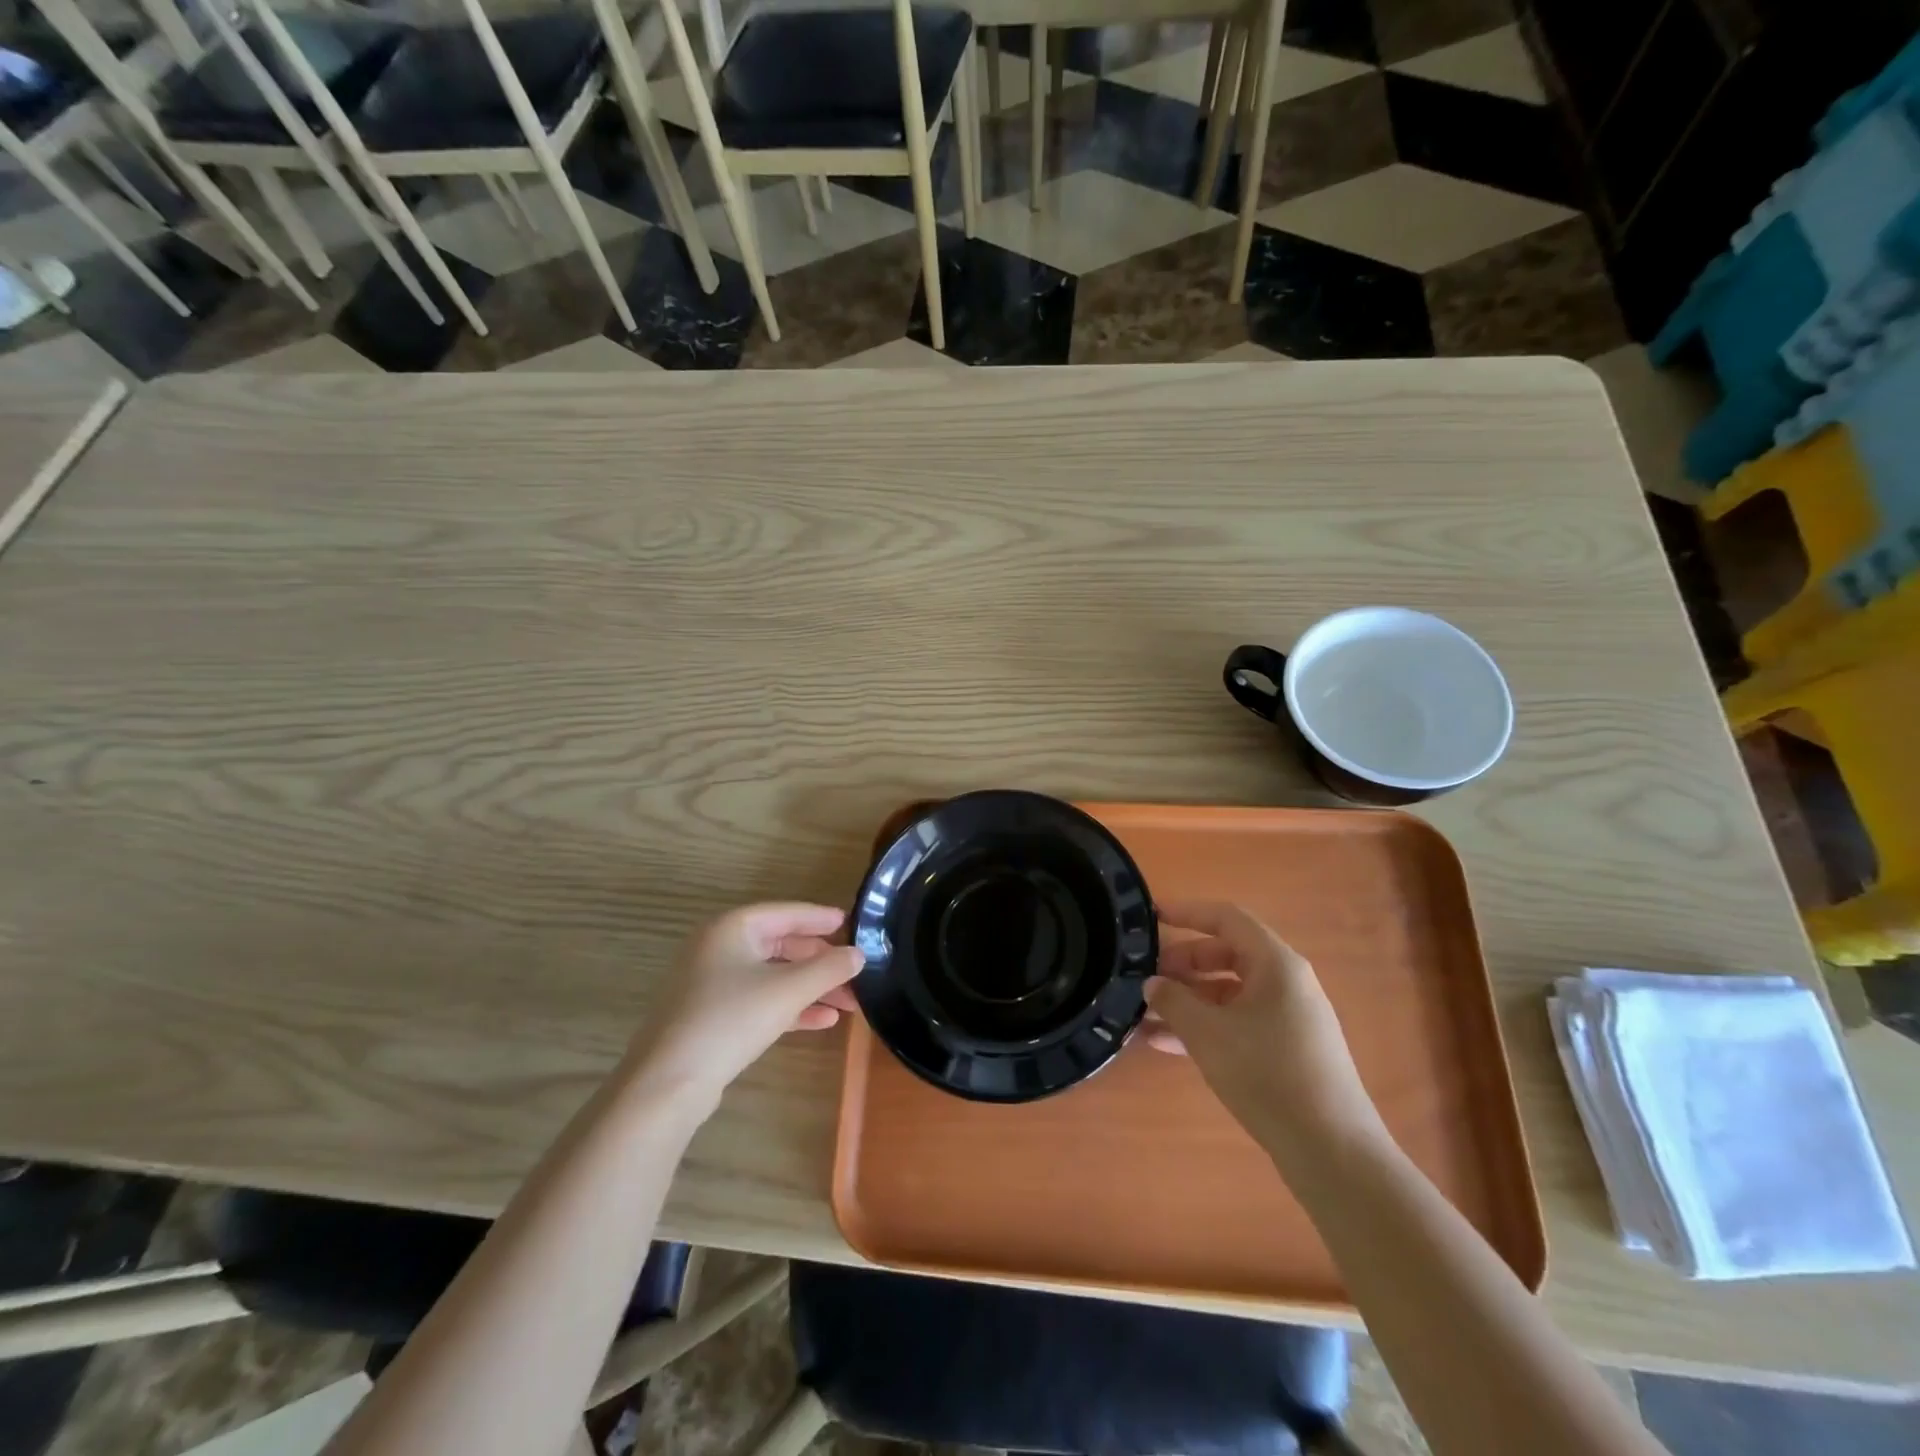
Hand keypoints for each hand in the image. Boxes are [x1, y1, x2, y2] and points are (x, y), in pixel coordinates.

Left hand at [623, 903, 863, 1112]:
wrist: (668, 1083)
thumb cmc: (730, 1019)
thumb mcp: (788, 990)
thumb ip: (828, 968)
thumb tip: (859, 954)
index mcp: (732, 928)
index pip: (786, 913)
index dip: (820, 918)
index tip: (851, 924)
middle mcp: (719, 948)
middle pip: (781, 945)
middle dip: (820, 961)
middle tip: (853, 971)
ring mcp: (711, 983)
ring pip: (772, 976)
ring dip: (810, 988)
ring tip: (848, 1003)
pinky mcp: (711, 1016)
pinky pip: (759, 1001)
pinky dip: (790, 1007)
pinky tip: (823, 1022)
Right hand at [1146, 900, 1382, 1163]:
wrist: (1331, 1151)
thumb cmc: (1268, 1074)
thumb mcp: (1208, 1034)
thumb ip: (1173, 1001)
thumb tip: (1152, 984)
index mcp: (1275, 963)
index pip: (1226, 918)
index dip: (1187, 912)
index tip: (1150, 917)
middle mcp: (1285, 982)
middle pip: (1225, 955)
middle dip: (1182, 964)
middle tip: (1145, 977)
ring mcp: (1287, 1017)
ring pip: (1227, 993)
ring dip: (1187, 1000)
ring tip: (1143, 1014)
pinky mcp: (1286, 1049)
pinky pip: (1237, 1022)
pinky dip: (1204, 1027)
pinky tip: (1165, 1045)